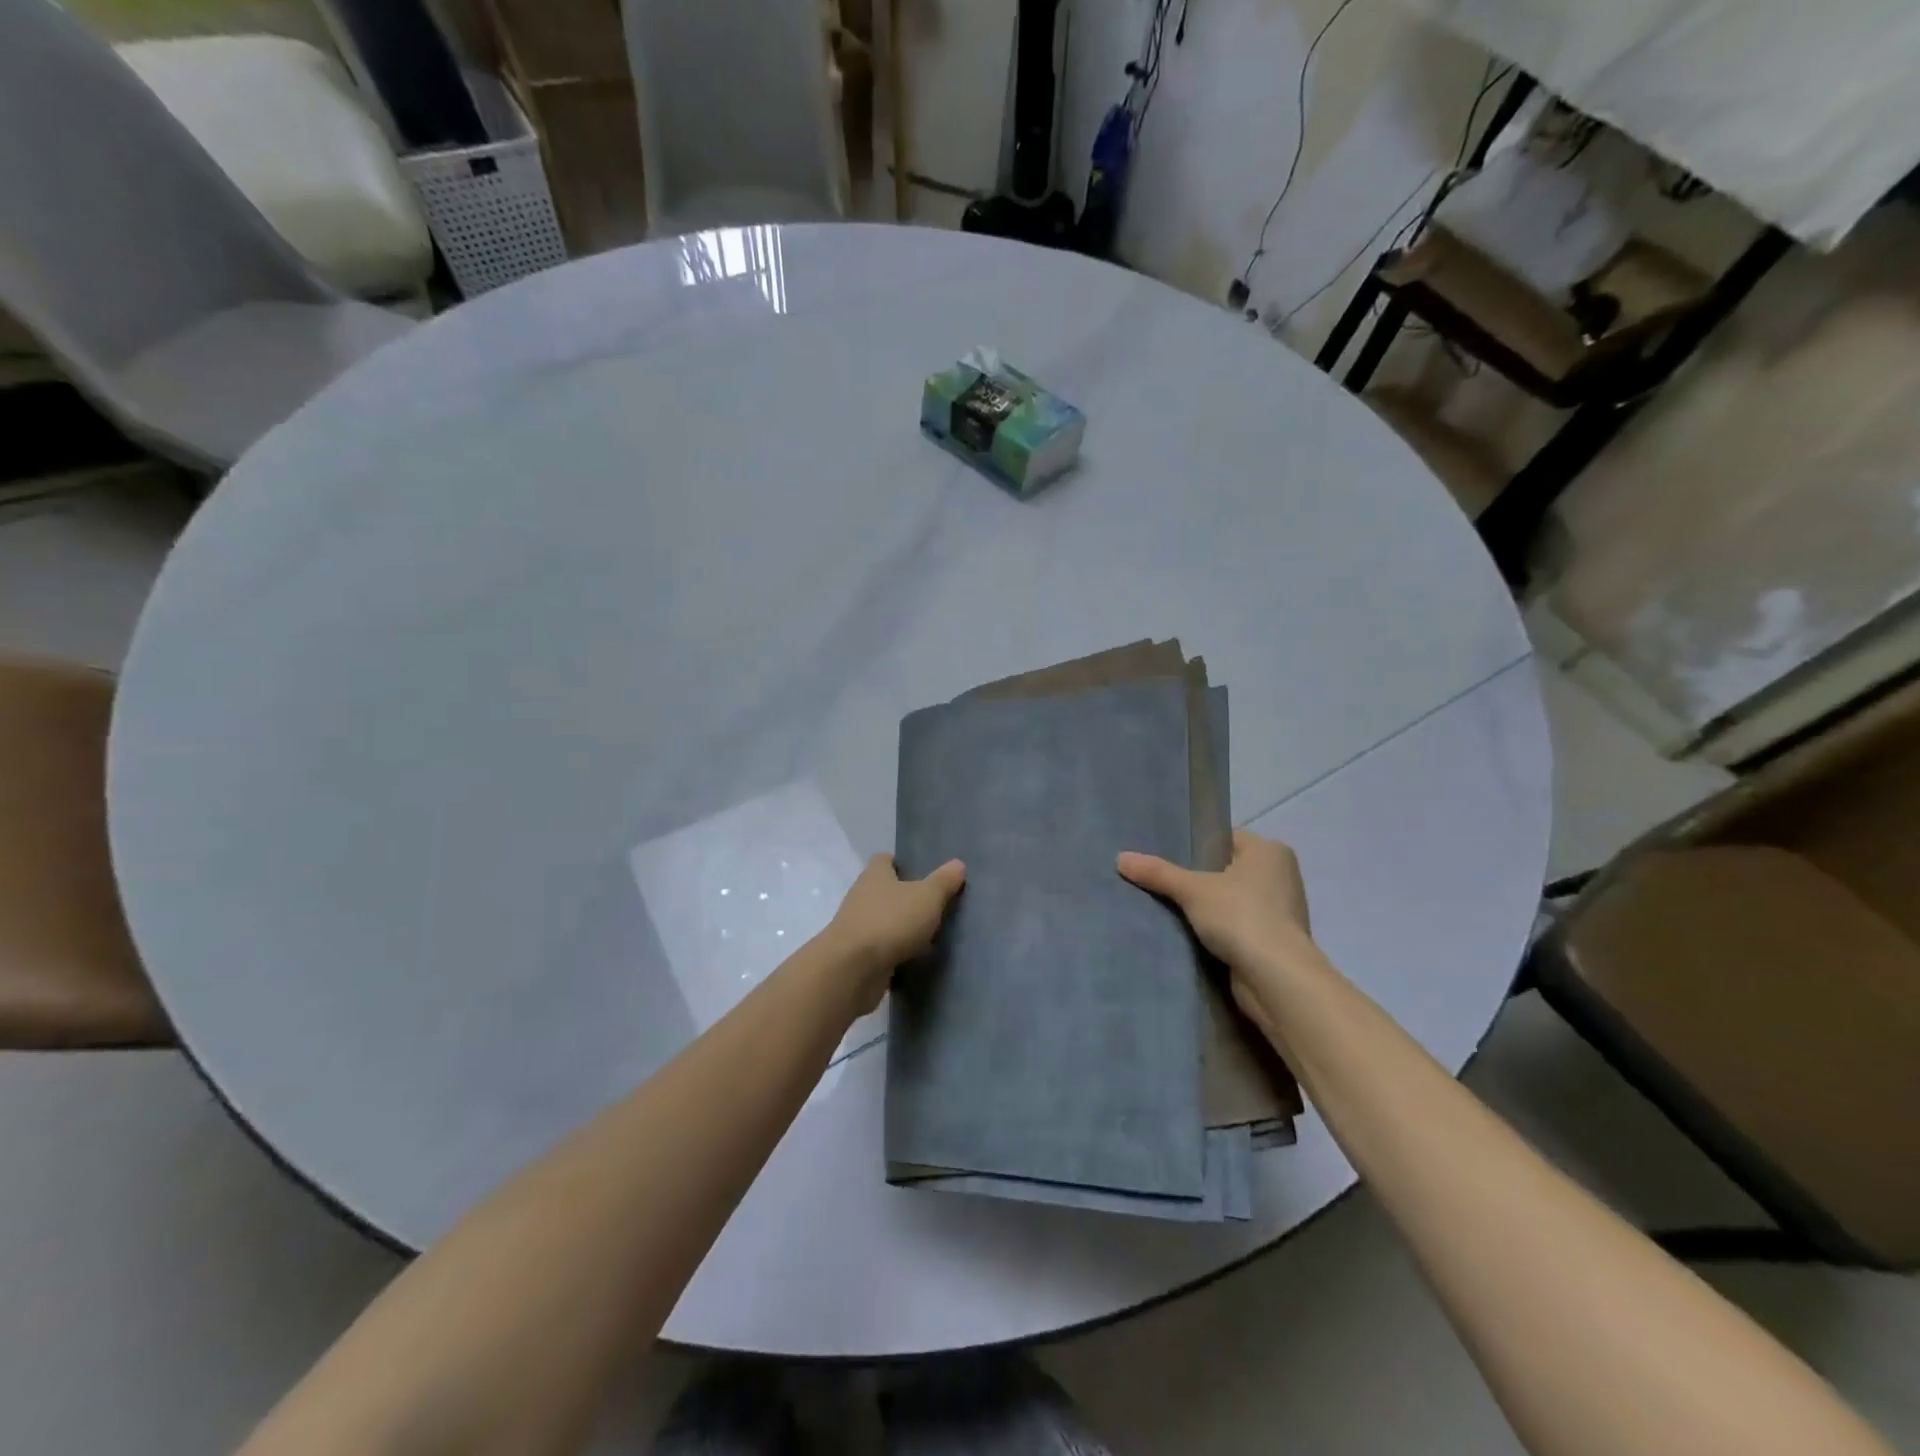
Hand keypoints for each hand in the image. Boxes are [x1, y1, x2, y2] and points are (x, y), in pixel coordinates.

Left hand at [821, 855, 966, 1012]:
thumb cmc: (891, 921)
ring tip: (930, 937)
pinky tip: (915, 961)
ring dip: (901, 928)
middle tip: (934, 906)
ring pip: (884, 922)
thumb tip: (958, 864)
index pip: (884, 860)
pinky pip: (881, 950)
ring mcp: (856, 927)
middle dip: (906, 899)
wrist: (852, 970)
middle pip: (885, 891)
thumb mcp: (927, 897)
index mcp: (875, 875)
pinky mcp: (857, 956)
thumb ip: (943, 881)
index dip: (901, 863)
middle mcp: (861, 897)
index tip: (921, 872)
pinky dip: (895, 954)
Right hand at [1117, 831, 1319, 1032]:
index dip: (1195, 847)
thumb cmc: (1240, 916)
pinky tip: (1191, 935)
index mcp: (1269, 851)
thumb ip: (1158, 873)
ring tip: (1170, 909)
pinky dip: (1219, 930)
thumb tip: (1120, 858)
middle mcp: (1281, 875)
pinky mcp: (1275, 941)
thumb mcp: (1192, 890)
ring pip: (1232, 900)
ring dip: (1208, 908)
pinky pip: (1239, 926)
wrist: (1277, 979)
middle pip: (1227, 870)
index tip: (1165, 858)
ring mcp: (1281, 910)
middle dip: (1198, 879)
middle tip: (1160, 882)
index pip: (1224, 839)